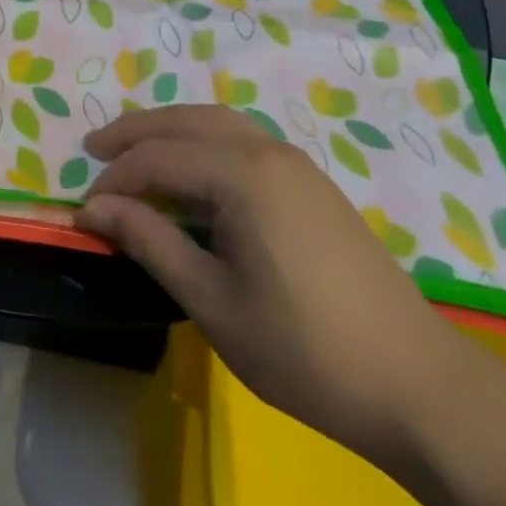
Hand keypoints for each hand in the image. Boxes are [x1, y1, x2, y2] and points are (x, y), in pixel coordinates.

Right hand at [75, 105, 463, 467]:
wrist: (419, 386)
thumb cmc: (305, 351)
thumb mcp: (213, 302)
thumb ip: (150, 242)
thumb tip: (93, 208)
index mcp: (243, 175)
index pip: (158, 158)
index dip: (115, 180)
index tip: (85, 209)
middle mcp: (268, 150)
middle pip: (186, 119)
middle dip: (135, 131)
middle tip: (94, 149)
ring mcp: (296, 162)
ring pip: (217, 121)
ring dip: (170, 129)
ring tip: (135, 152)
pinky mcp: (312, 182)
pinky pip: (242, 139)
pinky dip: (203, 141)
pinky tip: (193, 172)